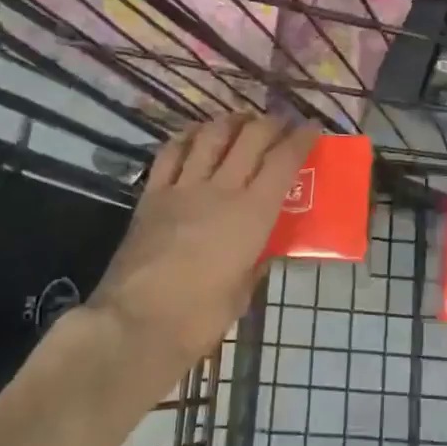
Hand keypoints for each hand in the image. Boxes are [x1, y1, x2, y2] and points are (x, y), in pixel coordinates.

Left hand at [89, 113, 319, 385]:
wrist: (136, 324)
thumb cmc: (199, 317)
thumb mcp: (242, 292)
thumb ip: (255, 262)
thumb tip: (261, 249)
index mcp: (252, 214)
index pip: (284, 161)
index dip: (301, 139)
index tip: (310, 129)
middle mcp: (221, 189)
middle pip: (251, 137)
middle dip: (271, 123)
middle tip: (281, 123)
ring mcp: (184, 188)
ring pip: (211, 135)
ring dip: (231, 121)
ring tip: (241, 121)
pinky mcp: (152, 194)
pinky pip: (171, 152)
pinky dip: (187, 137)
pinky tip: (195, 135)